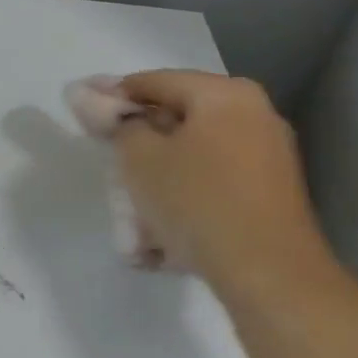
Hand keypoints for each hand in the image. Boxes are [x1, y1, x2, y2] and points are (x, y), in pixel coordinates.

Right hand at [113, 70, 335, 297]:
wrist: (269, 275)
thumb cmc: (197, 201)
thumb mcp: (139, 158)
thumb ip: (120, 125)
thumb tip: (113, 112)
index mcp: (225, 94)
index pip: (154, 82)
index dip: (113, 97)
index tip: (85, 118)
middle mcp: (254, 114)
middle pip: (177, 118)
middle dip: (140, 143)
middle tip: (110, 166)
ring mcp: (268, 155)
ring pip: (194, 154)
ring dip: (160, 176)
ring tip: (134, 211)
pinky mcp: (271, 193)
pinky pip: (214, 182)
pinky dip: (186, 196)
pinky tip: (164, 232)